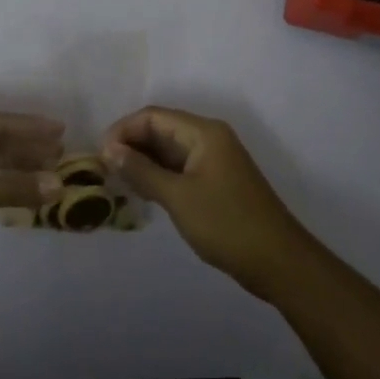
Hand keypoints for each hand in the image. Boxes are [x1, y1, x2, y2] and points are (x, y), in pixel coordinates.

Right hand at [102, 106, 314, 298]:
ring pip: (169, 150)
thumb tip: (109, 150)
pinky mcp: (216, 182)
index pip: (153, 116)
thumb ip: (142, 171)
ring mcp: (215, 160)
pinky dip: (159, 175)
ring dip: (143, 161)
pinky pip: (180, 167)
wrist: (278, 262)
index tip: (100, 155)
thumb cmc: (226, 224)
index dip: (123, 130)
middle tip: (104, 169)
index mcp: (203, 132)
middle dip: (131, 145)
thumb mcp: (178, 197)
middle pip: (161, 129)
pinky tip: (141, 191)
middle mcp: (209, 138)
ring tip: (117, 181)